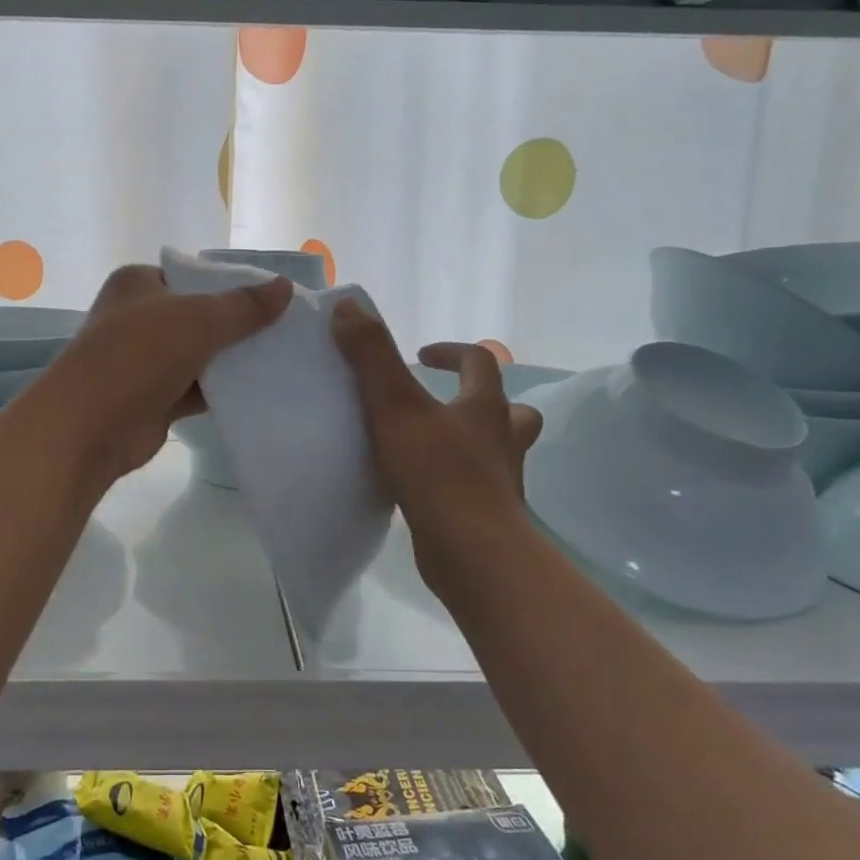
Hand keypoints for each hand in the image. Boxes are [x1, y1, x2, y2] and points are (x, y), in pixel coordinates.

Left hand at [40, 264, 292, 483]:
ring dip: (232, 360)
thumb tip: (284, 286)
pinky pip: (196, 388)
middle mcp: (138, 318)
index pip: (191, 276)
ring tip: (282, 357)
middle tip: (285, 329)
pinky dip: (222, 390)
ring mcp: (144, 361)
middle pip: (198, 316)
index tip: (272, 297)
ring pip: (199, 354)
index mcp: (137, 284)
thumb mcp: (197, 320)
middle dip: (236, 325)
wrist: (89, 428)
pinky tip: (260, 390)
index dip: (230, 285)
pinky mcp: (154, 398)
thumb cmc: (137, 355)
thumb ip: (243, 306)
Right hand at [330, 299, 541, 594]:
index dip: (452, 352)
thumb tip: (349, 306)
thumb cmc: (437, 473)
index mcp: (486, 408)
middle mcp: (502, 440)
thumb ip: (372, 356)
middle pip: (510, 410)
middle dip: (480, 399)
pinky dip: (456, 478)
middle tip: (442, 401)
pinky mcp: (487, 515)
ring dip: (471, 440)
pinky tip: (424, 487)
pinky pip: (476, 485)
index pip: (481, 362)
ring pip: (496, 451)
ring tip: (431, 444)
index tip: (421, 354)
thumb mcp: (396, 407)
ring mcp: (500, 481)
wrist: (471, 553)